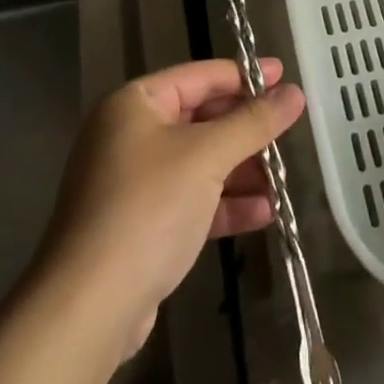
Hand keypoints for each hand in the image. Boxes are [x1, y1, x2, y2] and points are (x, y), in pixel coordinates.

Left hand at [36, 58, 305, 358]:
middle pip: (199, 119)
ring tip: (281, 181)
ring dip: (239, 170)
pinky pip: (190, 200)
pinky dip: (223, 203)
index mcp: (135, 104)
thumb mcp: (207, 157)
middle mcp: (129, 135)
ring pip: (197, 163)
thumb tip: (295, 93)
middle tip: (286, 131)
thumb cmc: (148, 209)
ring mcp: (132, 183)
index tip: (283, 76)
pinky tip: (262, 214)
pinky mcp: (139, 226)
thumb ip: (253, 122)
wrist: (88, 308)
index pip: (199, 76)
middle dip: (244, 130)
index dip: (244, 75)